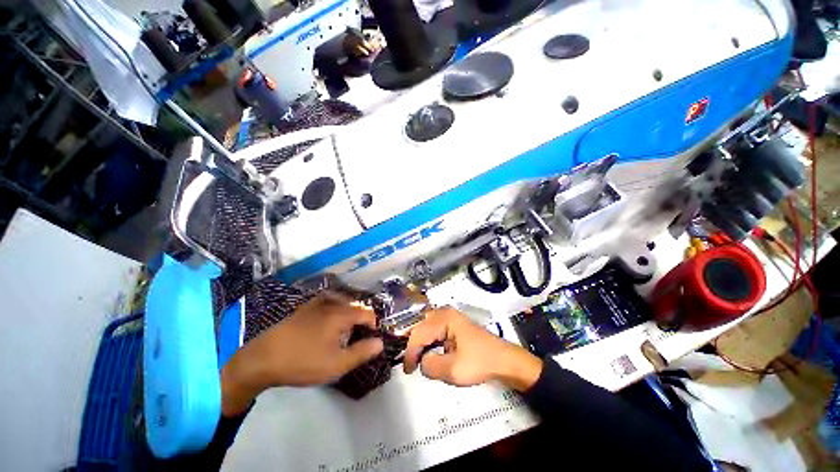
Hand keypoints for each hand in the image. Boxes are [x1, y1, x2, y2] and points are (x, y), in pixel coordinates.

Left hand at [220, 292, 383, 415]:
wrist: (262, 358)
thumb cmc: (304, 362)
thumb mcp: (337, 364)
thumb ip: (362, 352)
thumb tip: (380, 342)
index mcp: (342, 314)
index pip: (367, 314)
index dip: (374, 326)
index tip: (371, 340)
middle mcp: (332, 303)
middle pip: (355, 306)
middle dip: (361, 320)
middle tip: (358, 339)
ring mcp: (316, 303)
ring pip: (342, 303)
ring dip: (349, 313)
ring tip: (346, 330)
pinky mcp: (304, 308)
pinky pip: (327, 302)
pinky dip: (334, 309)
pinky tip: (328, 321)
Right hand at [403, 307, 542, 391]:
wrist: (503, 361)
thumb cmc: (480, 362)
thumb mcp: (453, 370)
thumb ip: (430, 366)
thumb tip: (421, 362)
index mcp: (445, 319)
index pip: (419, 333)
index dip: (410, 352)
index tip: (407, 370)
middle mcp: (445, 314)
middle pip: (421, 326)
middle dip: (413, 345)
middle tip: (410, 364)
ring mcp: (450, 317)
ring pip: (426, 327)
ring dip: (420, 342)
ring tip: (416, 359)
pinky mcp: (454, 324)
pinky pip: (435, 329)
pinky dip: (429, 341)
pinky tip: (429, 353)